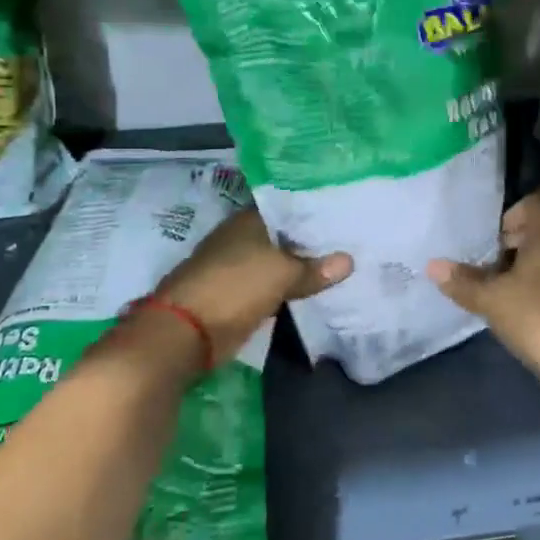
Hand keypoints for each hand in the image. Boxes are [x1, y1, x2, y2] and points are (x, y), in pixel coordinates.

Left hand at [154, 208, 351, 365]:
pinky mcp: (238, 295)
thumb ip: (315, 268)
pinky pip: (274, 285)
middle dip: (313, 239)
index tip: (346, 211)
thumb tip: (349, 261)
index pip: (289, 206)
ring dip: (304, 265)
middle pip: (285, 235)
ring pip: (280, 261)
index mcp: (249, 221)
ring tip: (343, 261)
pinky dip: (291, 287)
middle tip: (353, 238)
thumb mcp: (282, 274)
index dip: (316, 209)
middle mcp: (242, 238)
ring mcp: (238, 267)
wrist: (185, 333)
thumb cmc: (234, 287)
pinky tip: (318, 288)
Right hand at [426, 188, 539, 380]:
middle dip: (513, 240)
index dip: (516, 210)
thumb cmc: (534, 314)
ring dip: (523, 263)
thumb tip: (433, 265)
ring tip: (497, 284)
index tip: (495, 234)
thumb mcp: (491, 299)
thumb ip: (462, 281)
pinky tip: (517, 302)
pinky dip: (536, 280)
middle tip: (487, 261)